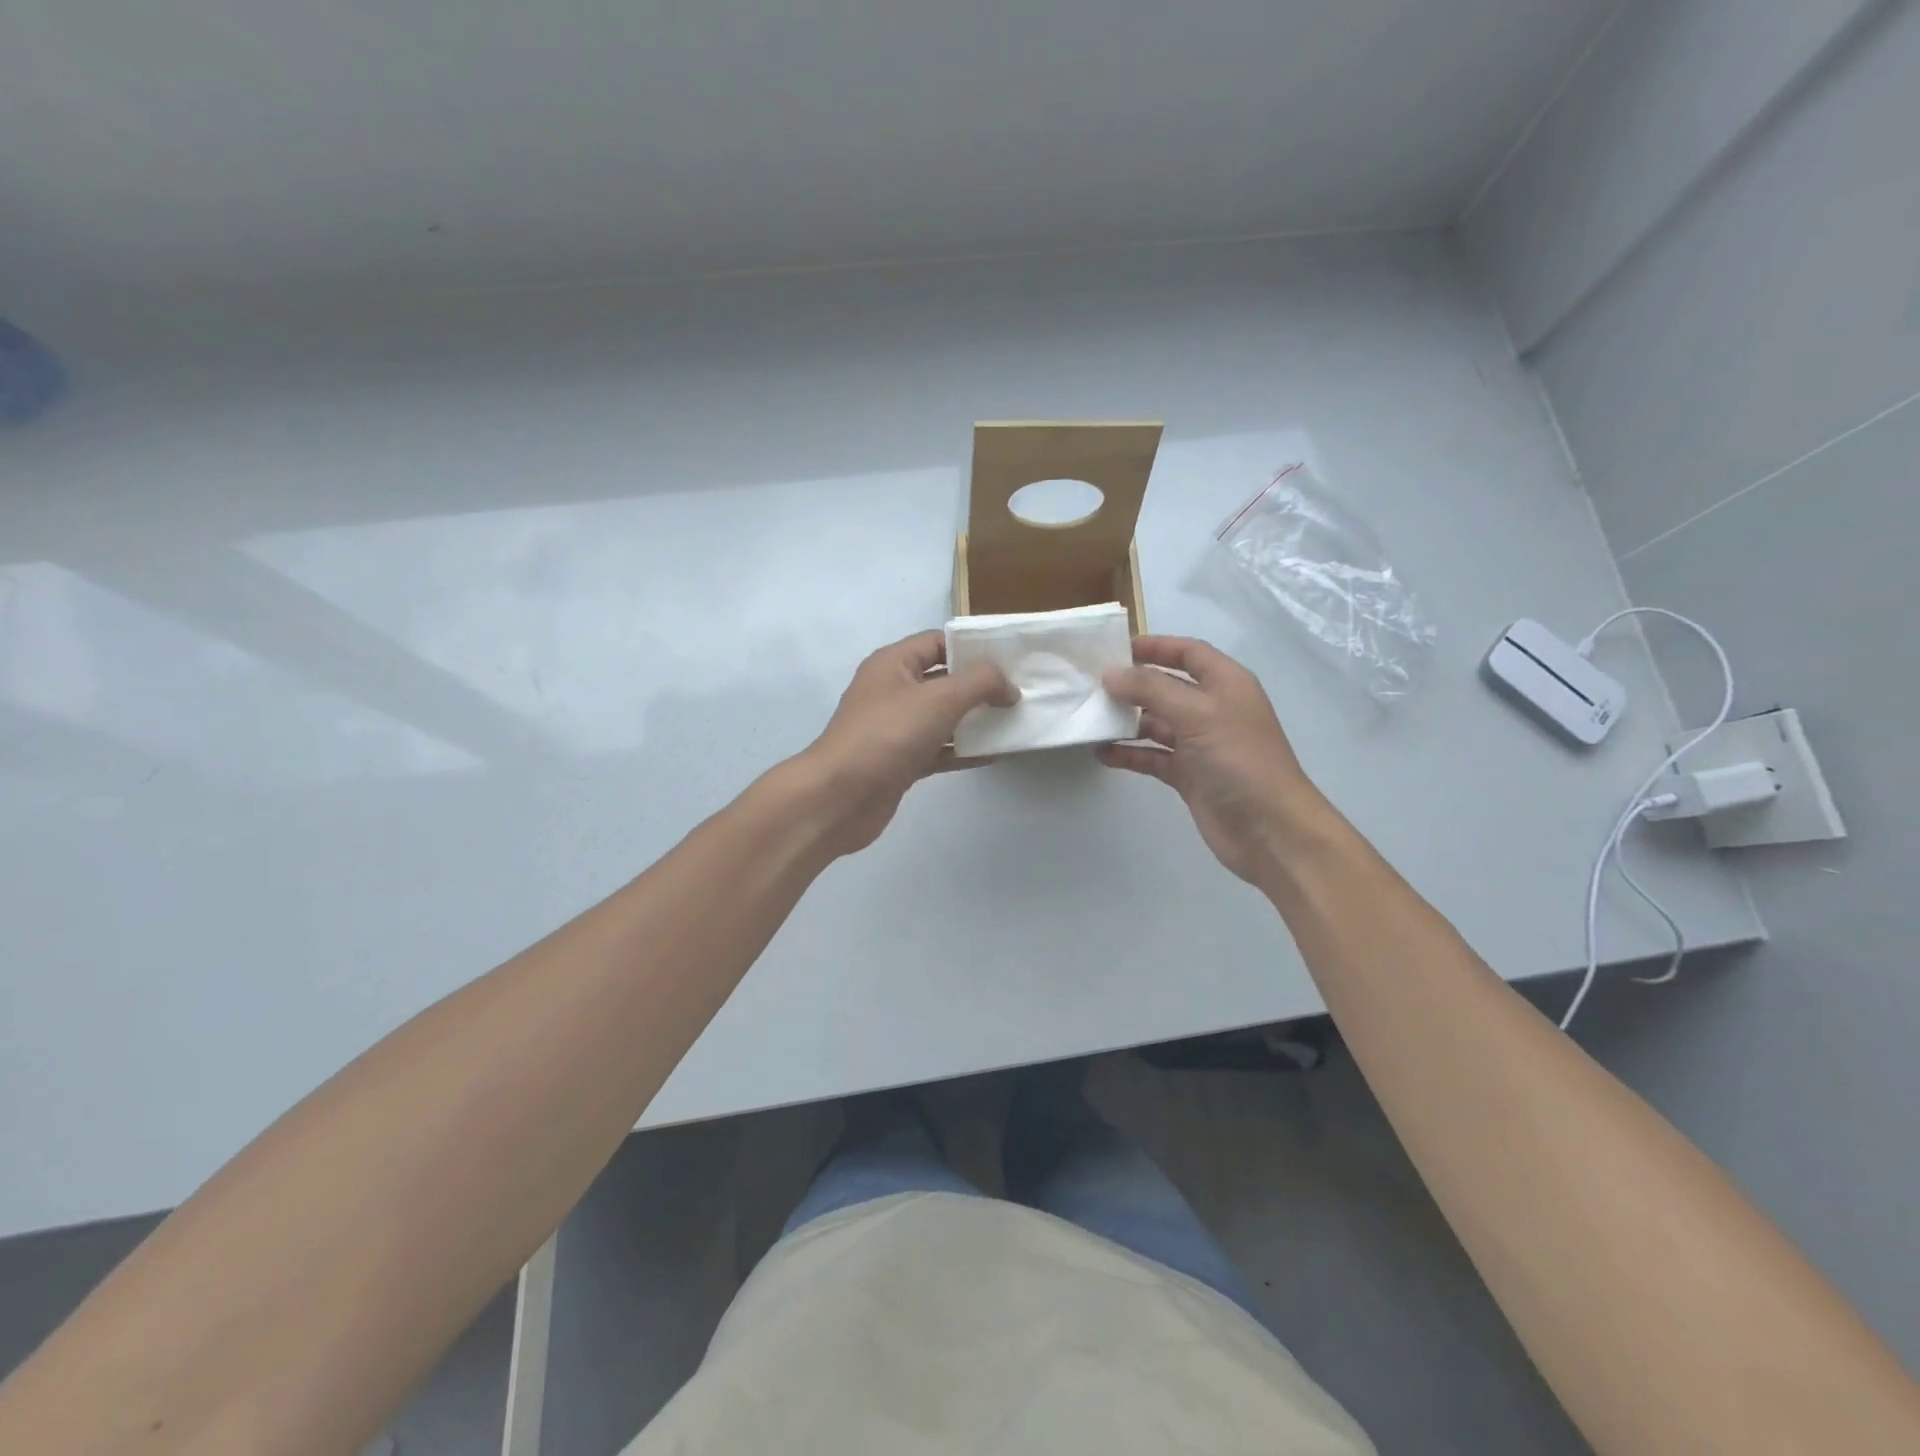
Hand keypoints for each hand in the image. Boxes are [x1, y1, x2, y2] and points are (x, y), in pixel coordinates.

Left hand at [793, 630, 1016, 856]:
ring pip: (942, 717)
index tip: (1010, 658)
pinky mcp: (900, 761)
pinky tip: (993, 755)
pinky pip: (938, 749)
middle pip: (943, 679)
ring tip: (1014, 721)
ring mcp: (895, 728)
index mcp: (893, 664)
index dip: (973, 647)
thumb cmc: (887, 736)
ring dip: (975, 719)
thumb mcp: (939, 698)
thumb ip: (980, 683)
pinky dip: (963, 751)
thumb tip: (1009, 687)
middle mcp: (893, 691)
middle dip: (979, 685)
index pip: (938, 642)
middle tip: (1020, 691)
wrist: (839, 798)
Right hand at [1099, 636, 1328, 884]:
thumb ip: (1152, 690)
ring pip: (1156, 723)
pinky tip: (1102, 753)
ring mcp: (1200, 744)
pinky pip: (1153, 756)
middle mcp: (1212, 709)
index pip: (1188, 653)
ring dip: (1127, 721)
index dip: (1156, 646)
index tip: (1115, 649)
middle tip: (1091, 685)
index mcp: (1225, 684)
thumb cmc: (1239, 760)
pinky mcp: (1189, 775)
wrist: (1270, 830)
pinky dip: (1130, 754)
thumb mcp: (1197, 714)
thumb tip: (1111, 673)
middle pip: (1167, 687)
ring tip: (1090, 719)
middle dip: (1133, 685)